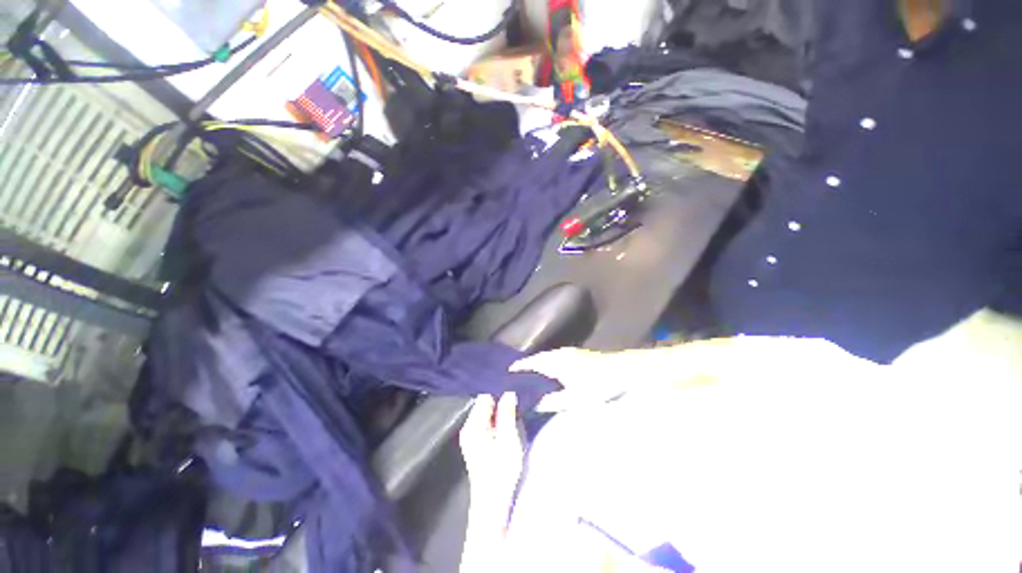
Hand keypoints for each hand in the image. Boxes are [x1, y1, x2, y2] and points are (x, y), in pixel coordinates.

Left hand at [459, 393, 524, 510]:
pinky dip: (498, 418)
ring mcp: (472, 435)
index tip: (514, 387)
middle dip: (501, 399)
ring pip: (487, 412)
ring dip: (501, 409)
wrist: (493, 504)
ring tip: (516, 407)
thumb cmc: (501, 472)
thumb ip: (507, 414)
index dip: (499, 390)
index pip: (484, 396)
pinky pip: (488, 421)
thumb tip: (509, 392)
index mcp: (473, 425)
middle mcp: (469, 427)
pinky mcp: (477, 442)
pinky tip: (509, 421)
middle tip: (518, 397)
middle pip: (485, 403)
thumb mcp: (508, 440)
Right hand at [510, 348, 629, 412]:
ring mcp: (569, 352)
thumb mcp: (574, 399)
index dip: (519, 367)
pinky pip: (555, 357)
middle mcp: (559, 354)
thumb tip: (533, 404)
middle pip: (538, 358)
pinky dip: (547, 364)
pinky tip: (549, 373)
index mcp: (555, 362)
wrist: (621, 369)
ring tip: (529, 376)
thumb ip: (551, 402)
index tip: (507, 373)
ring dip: (537, 364)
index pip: (531, 362)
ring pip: (547, 357)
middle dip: (526, 366)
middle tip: (515, 377)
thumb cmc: (597, 385)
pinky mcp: (577, 354)